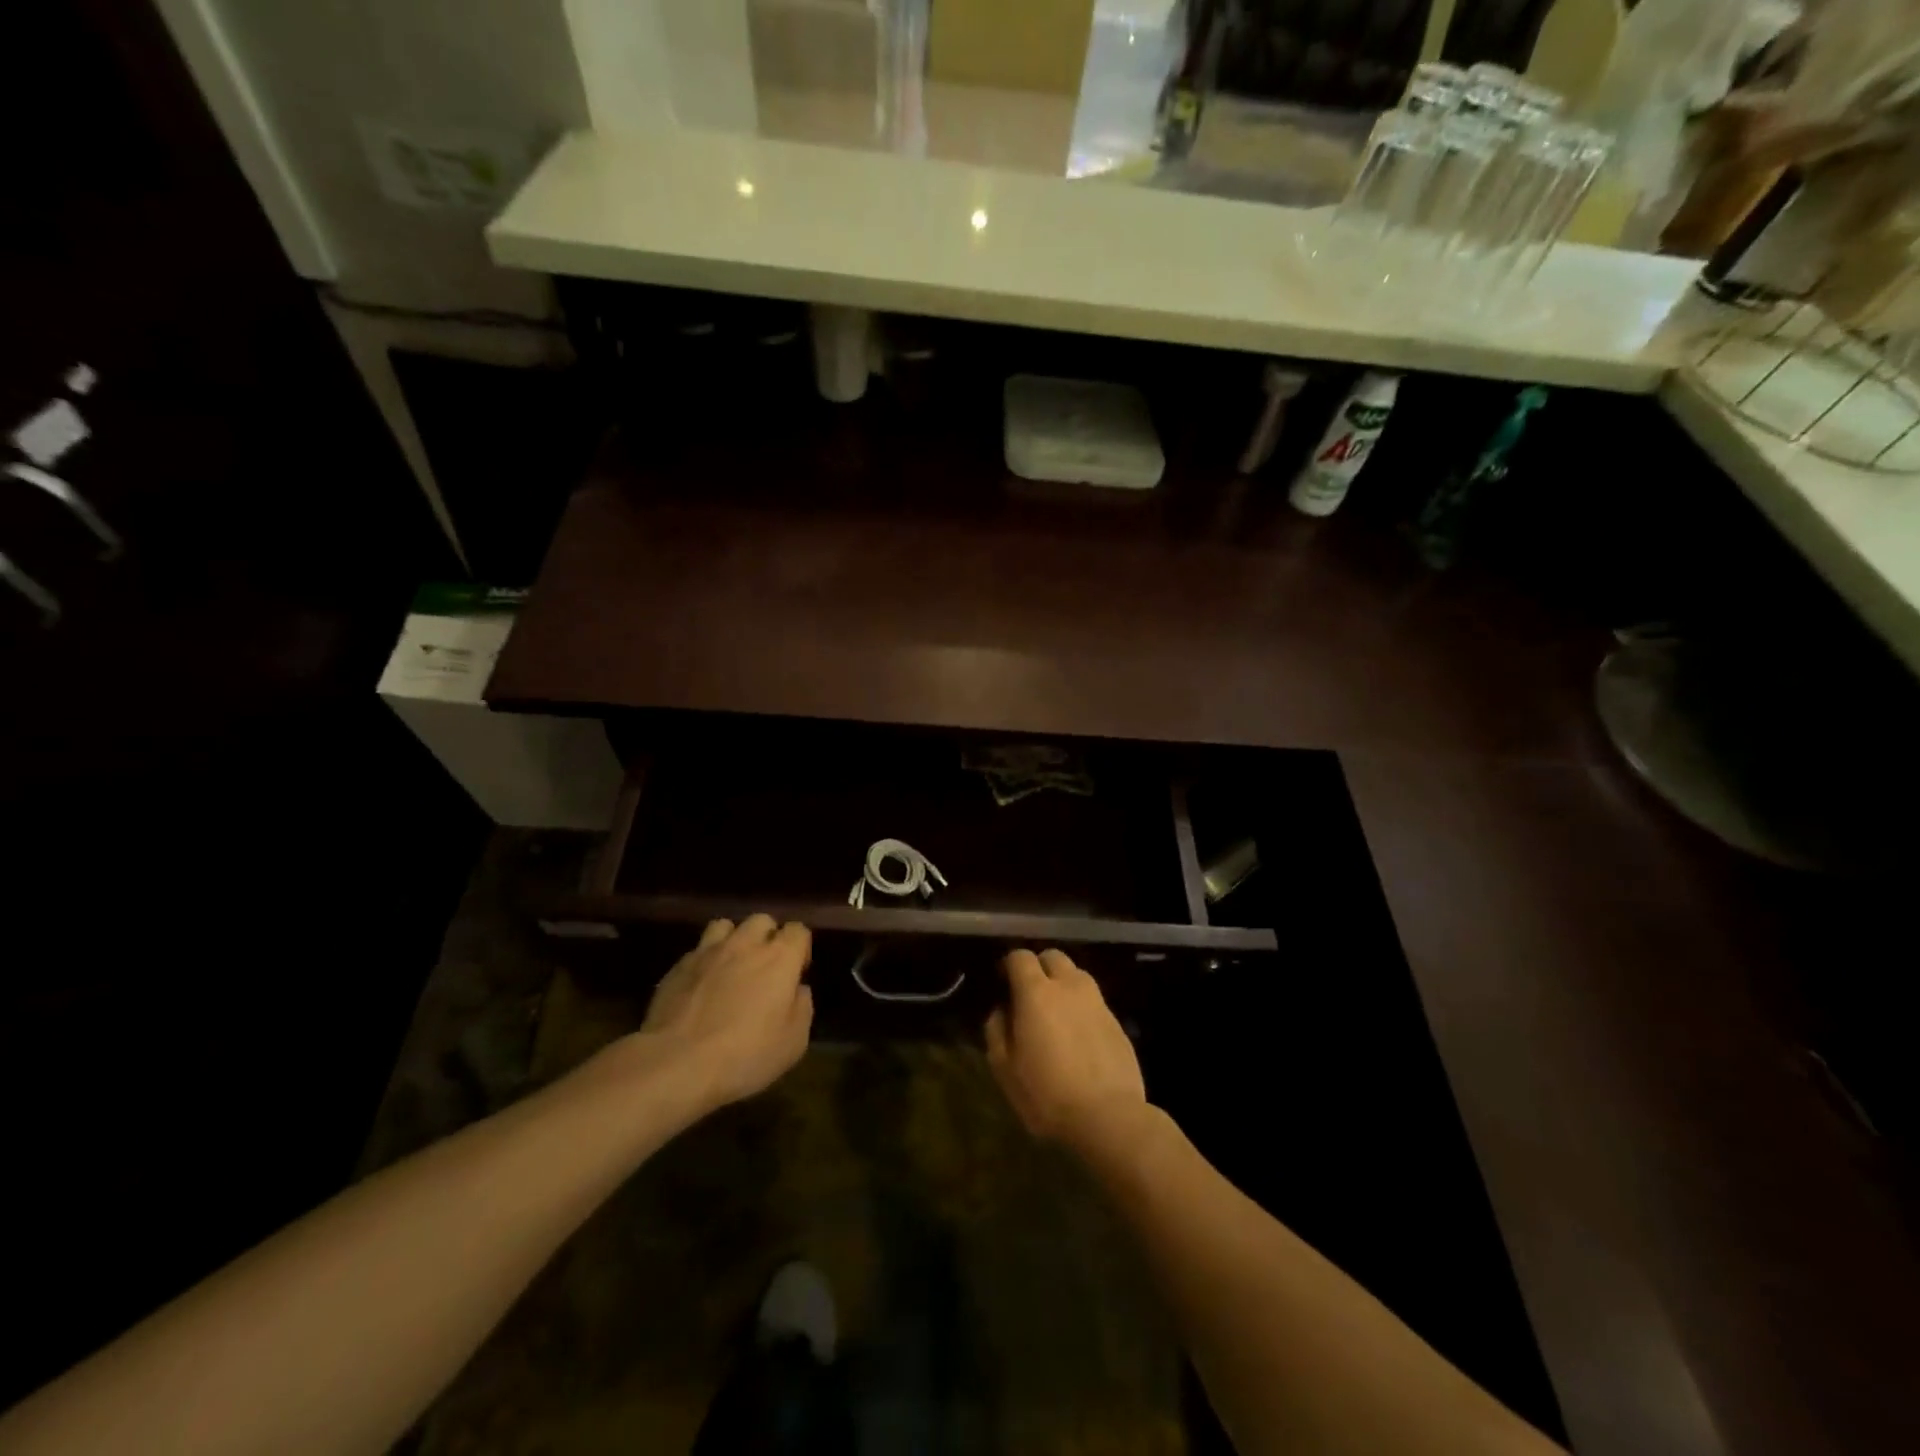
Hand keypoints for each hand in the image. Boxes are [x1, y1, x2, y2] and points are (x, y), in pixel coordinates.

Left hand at [639, 914, 812, 1112]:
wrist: (677, 1064)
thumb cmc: (745, 1055)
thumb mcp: (793, 1043)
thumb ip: (802, 1007)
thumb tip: (798, 990)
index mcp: (779, 958)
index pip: (798, 930)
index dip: (800, 948)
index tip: (797, 973)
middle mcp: (745, 944)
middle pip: (762, 920)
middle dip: (768, 937)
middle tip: (765, 967)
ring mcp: (708, 952)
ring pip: (726, 926)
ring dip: (734, 941)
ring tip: (731, 966)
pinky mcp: (678, 967)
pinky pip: (698, 951)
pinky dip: (705, 962)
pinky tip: (702, 986)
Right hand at [984, 949, 1146, 1157]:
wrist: (1108, 1116)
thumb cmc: (1047, 1093)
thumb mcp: (1005, 1069)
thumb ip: (997, 1031)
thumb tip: (1001, 1011)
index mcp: (1036, 992)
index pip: (1021, 957)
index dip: (1009, 964)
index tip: (1003, 981)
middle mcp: (1069, 986)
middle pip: (1053, 957)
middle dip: (1039, 967)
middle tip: (1029, 994)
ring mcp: (1097, 1001)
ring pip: (1077, 975)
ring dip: (1063, 984)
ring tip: (1056, 1013)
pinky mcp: (1117, 1021)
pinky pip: (1093, 1001)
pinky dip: (1081, 1007)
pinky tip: (1078, 1035)